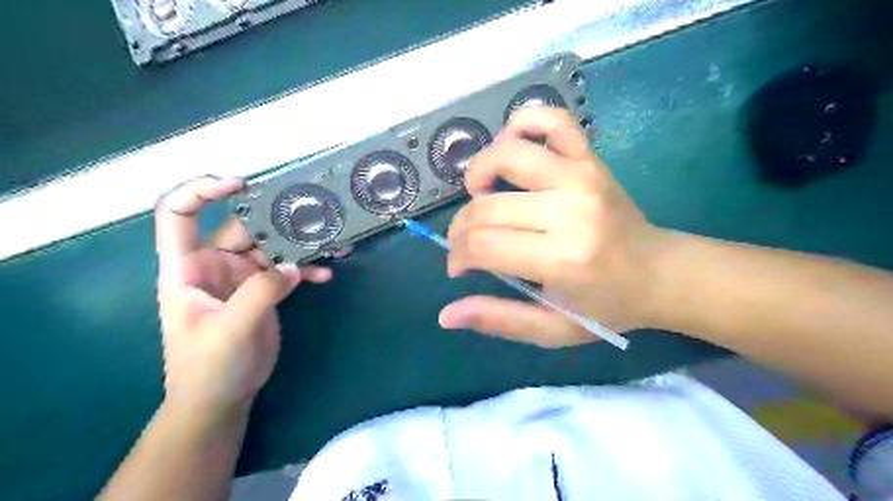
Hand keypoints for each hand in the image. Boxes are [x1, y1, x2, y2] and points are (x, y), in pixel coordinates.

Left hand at [155, 175, 331, 413]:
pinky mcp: (265, 290)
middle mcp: (215, 265)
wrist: (223, 398)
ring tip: (332, 243)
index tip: (239, 184)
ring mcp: (243, 277)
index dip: (200, 191)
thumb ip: (260, 292)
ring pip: (272, 247)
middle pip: (243, 227)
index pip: (178, 215)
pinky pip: (288, 270)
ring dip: (300, 244)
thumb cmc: (209, 367)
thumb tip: (292, 266)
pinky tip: (326, 273)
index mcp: (188, 267)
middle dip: (276, 220)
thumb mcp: (229, 330)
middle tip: (313, 214)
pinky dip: (306, 269)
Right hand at [438, 107, 669, 346]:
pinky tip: (511, 149)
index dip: (458, 256)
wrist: (659, 273)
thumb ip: (499, 320)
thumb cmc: (606, 306)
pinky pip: (551, 120)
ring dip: (478, 171)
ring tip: (481, 193)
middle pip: (486, 206)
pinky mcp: (590, 158)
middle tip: (467, 244)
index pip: (483, 245)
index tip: (460, 268)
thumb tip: (446, 316)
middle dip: (461, 227)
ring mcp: (582, 175)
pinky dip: (521, 124)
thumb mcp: (552, 329)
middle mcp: (569, 210)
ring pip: (507, 153)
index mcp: (561, 258)